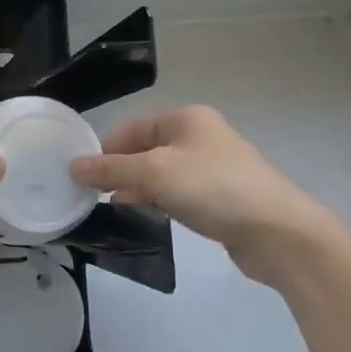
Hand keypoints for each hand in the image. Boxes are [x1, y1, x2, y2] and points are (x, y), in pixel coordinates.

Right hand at [70, 105, 336, 284]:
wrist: (279, 233)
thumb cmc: (214, 189)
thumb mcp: (155, 173)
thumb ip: (111, 169)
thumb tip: (72, 167)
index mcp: (185, 119)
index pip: (129, 127)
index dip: (102, 149)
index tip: (79, 176)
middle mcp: (198, 136)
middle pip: (143, 148)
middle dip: (116, 169)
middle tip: (88, 193)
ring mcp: (210, 166)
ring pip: (157, 171)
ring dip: (134, 185)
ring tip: (107, 205)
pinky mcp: (217, 195)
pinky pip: (174, 190)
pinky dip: (155, 198)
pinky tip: (141, 212)